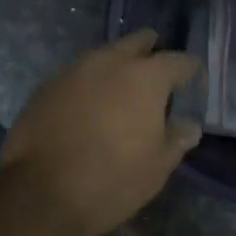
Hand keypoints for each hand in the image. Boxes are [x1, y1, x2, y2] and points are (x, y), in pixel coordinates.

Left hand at [0, 29, 201, 235]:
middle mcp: (110, 62)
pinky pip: (77, 75)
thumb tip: (189, 125)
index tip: (195, 80)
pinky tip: (89, 105)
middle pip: (138, 42)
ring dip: (117, 66)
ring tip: (122, 91)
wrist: (41, 194)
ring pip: (104, 55)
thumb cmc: (113, 180)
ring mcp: (74, 70)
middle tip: (157, 75)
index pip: (178, 61)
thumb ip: (176, 139)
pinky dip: (89, 84)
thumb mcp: (157, 167)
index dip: (191, 70)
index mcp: (145, 77)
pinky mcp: (46, 86)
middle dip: (151, 52)